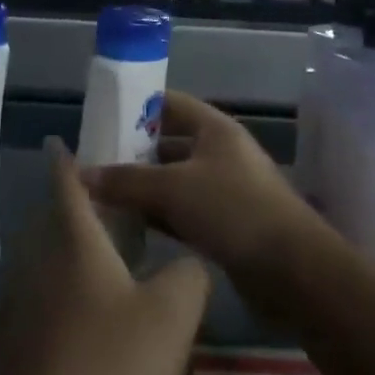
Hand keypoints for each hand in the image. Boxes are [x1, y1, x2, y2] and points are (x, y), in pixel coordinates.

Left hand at [0, 138, 209, 374]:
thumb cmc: (107, 368)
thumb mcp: (171, 316)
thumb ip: (190, 274)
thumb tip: (191, 260)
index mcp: (74, 240)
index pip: (66, 181)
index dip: (66, 158)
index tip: (62, 139)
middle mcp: (40, 262)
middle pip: (56, 222)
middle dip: (80, 210)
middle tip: (118, 209)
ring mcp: (21, 306)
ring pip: (51, 264)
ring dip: (77, 256)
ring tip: (116, 265)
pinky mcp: (16, 348)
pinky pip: (47, 302)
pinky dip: (69, 298)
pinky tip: (97, 327)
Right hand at [80, 91, 317, 284]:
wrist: (294, 270)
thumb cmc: (234, 210)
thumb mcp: (173, 188)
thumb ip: (125, 181)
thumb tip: (80, 175)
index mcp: (215, 129)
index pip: (169, 104)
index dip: (137, 107)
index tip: (102, 119)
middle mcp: (220, 153)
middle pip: (169, 144)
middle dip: (133, 153)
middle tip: (94, 164)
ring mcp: (225, 190)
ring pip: (174, 182)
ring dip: (143, 189)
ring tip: (102, 196)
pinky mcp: (226, 225)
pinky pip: (183, 212)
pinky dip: (158, 216)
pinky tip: (128, 227)